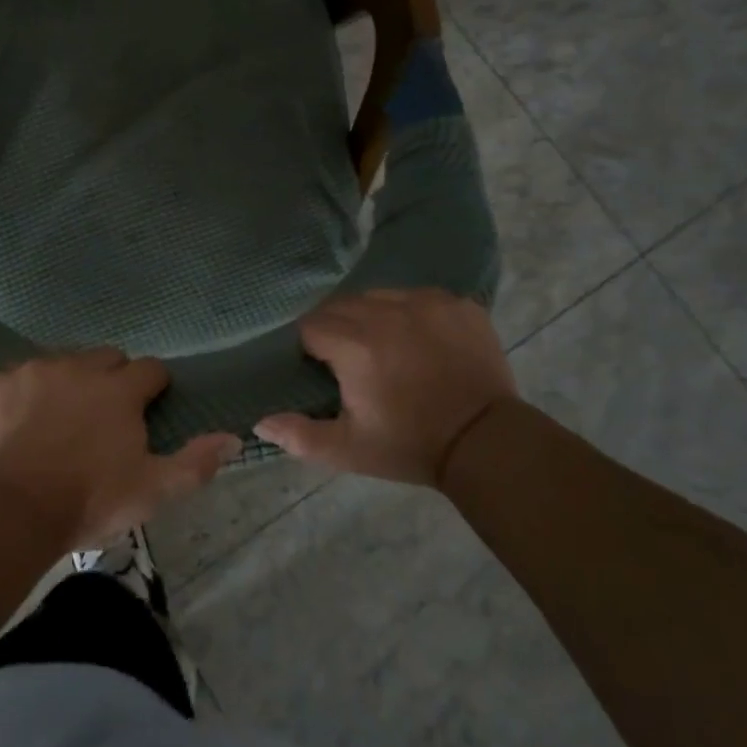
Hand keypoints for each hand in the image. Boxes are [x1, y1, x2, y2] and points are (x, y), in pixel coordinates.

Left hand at [0, 349, 240, 551]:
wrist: (10, 510)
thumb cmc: (88, 501)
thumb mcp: (151, 491)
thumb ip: (195, 463)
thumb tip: (234, 437)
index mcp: (120, 389)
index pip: (151, 369)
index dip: (152, 388)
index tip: (146, 410)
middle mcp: (80, 367)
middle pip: (107, 358)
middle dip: (112, 379)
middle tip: (103, 418)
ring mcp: (35, 369)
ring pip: (63, 363)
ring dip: (69, 383)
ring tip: (59, 422)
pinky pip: (19, 376)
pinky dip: (25, 393)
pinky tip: (20, 424)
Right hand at [255, 289, 516, 487]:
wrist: (488, 444)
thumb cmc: (410, 445)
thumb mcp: (348, 450)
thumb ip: (299, 435)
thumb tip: (259, 422)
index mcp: (355, 345)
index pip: (312, 326)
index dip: (315, 349)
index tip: (330, 372)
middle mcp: (387, 313)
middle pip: (342, 306)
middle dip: (340, 329)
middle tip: (355, 362)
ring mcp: (427, 302)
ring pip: (379, 296)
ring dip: (374, 317)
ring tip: (389, 349)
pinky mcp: (458, 303)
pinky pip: (418, 297)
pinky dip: (412, 314)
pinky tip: (423, 343)